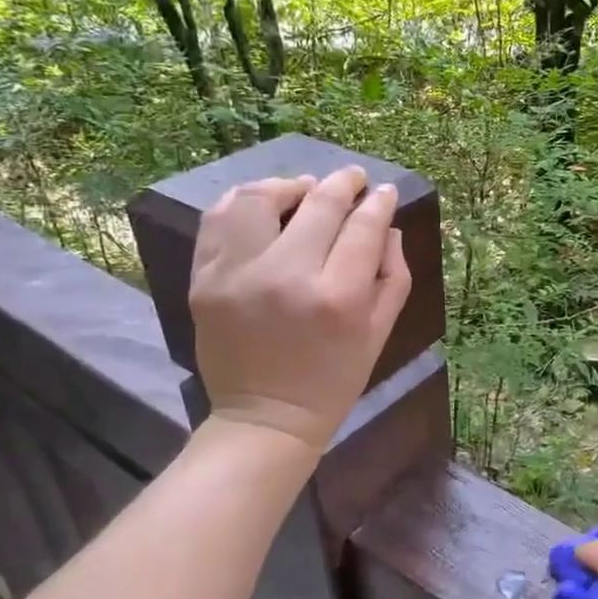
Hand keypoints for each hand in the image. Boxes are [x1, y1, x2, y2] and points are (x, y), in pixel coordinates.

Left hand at [187, 166, 411, 451]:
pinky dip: (242, 203)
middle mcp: (286, 276)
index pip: (363, 227)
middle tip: (353, 179)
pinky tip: (262, 205)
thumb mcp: (378, 335)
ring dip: (288, 185)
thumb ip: (393, 277)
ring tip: (303, 189)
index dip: (378, 202)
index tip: (383, 192)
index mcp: (337, 297)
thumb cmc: (333, 382)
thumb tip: (388, 228)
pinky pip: (218, 220)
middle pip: (319, 204)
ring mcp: (237, 275)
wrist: (265, 419)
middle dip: (343, 183)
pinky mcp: (204, 280)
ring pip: (259, 199)